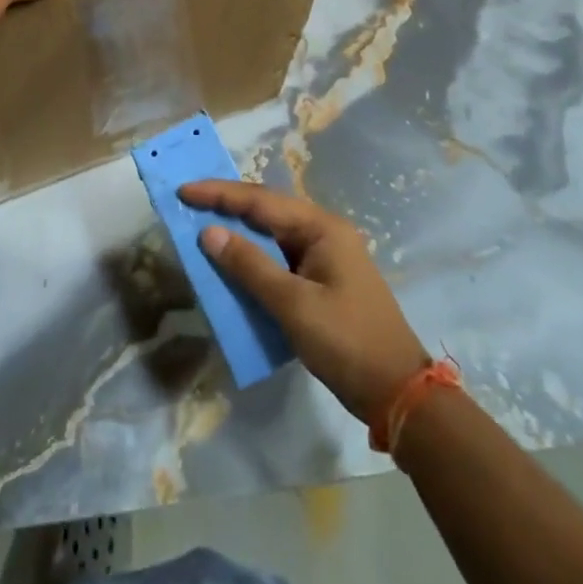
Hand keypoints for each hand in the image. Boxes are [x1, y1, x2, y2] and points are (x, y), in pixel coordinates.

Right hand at [180, 180, 427, 425]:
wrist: (399, 394)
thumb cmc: (347, 342)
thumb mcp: (294, 305)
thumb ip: (250, 266)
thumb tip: (209, 232)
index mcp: (322, 228)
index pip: (261, 201)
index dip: (220, 194)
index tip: (184, 189)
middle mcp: (324, 233)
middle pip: (267, 211)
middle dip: (227, 206)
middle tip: (188, 203)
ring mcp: (324, 258)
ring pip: (271, 235)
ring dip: (238, 233)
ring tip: (201, 227)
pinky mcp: (321, 282)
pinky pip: (279, 259)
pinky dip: (252, 259)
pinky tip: (232, 264)